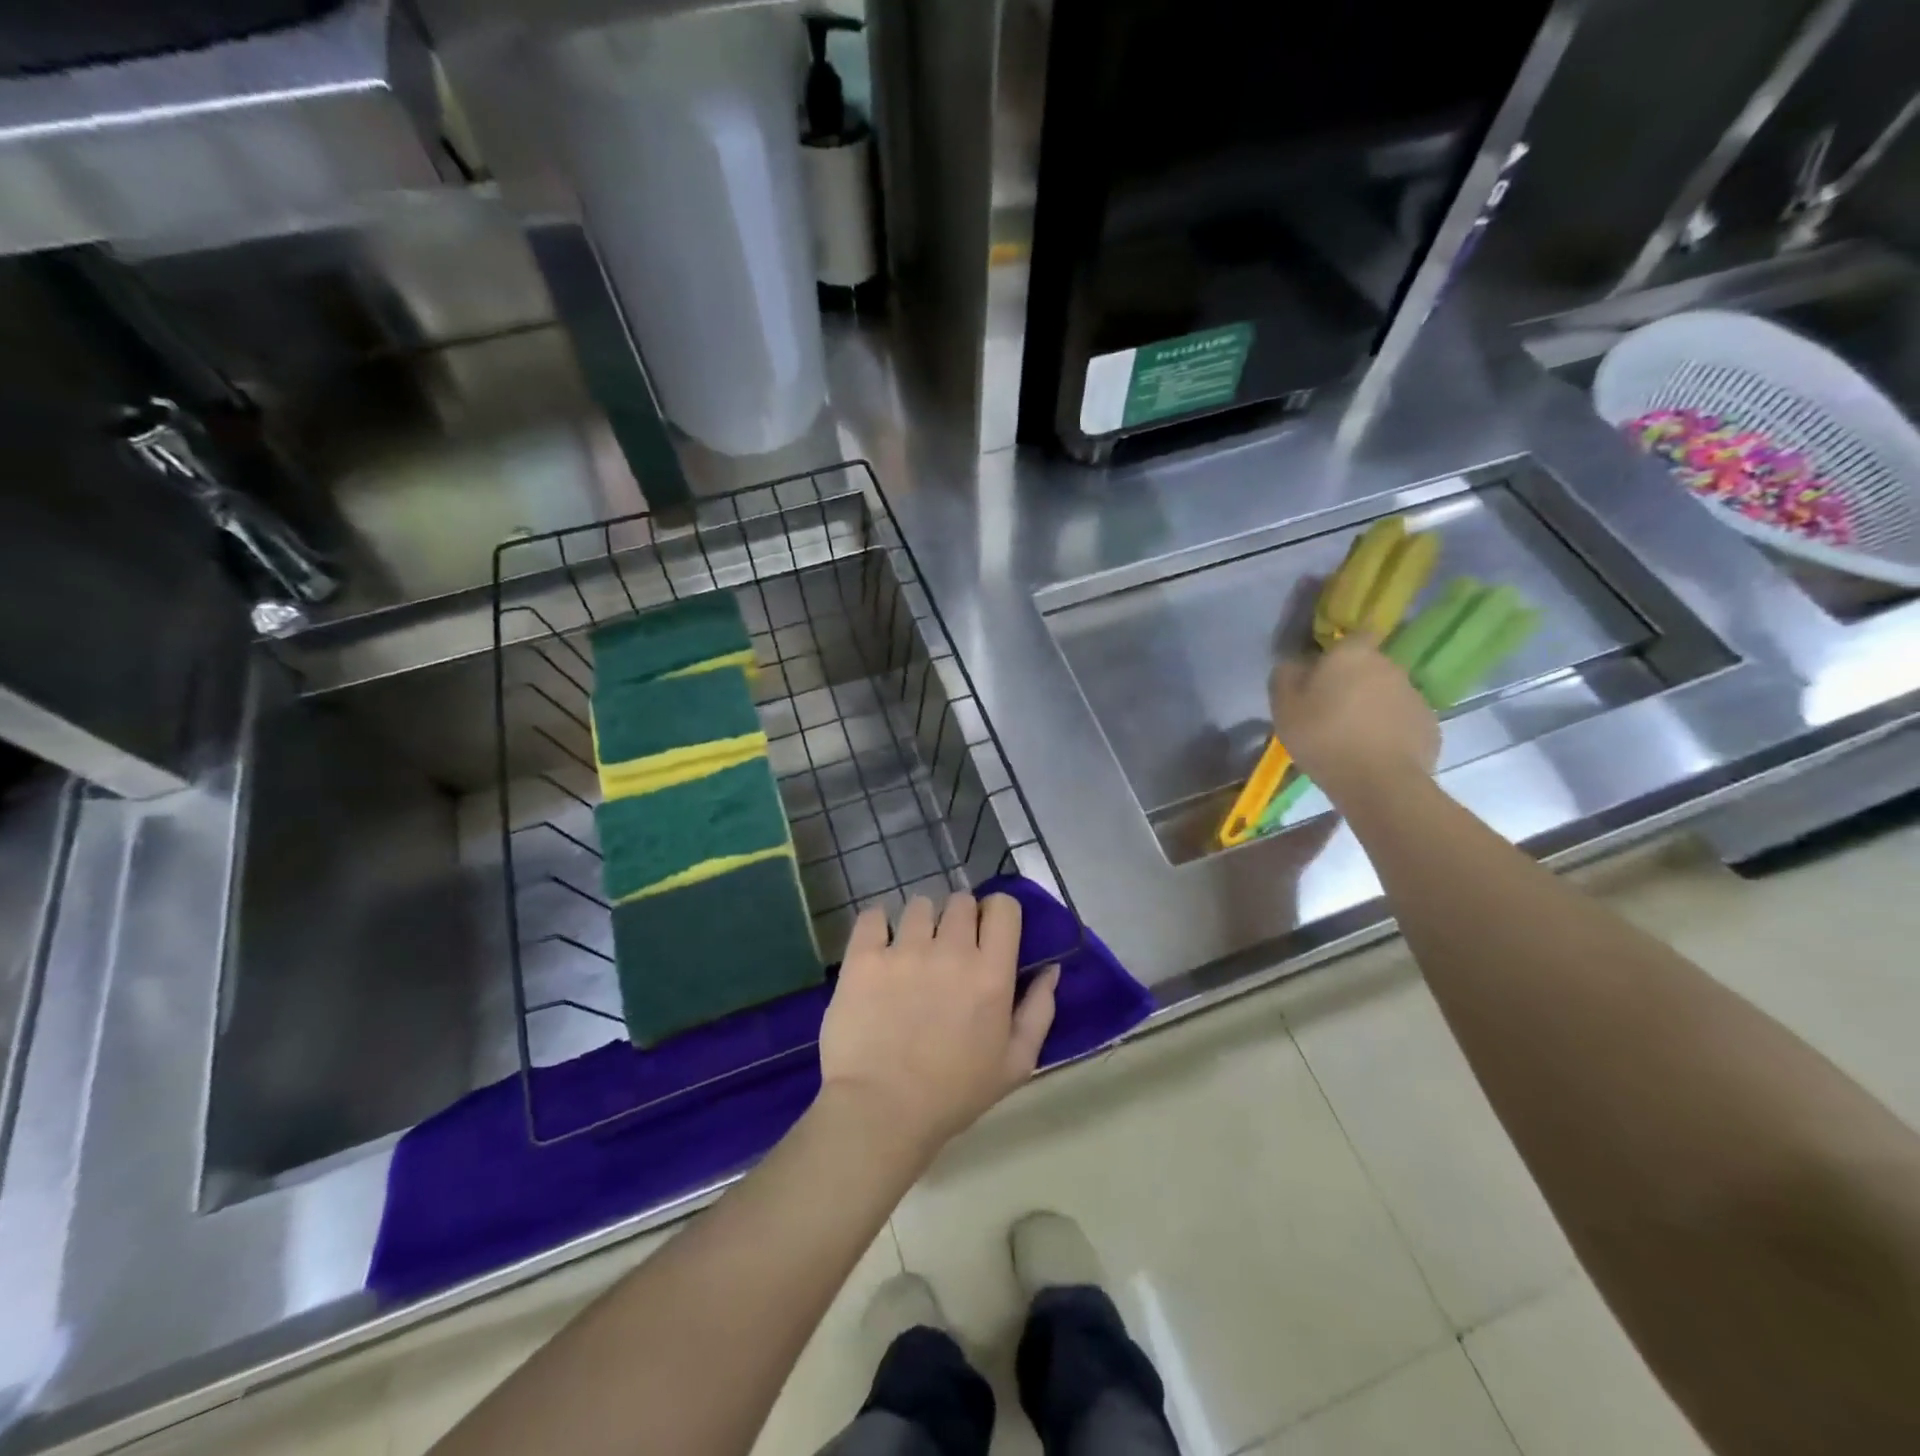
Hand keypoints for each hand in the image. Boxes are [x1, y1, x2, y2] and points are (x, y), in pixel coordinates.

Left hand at [818, 893, 1058, 1156]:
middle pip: (960, 901)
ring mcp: (904, 950)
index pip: (1003, 907)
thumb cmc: (954, 1095)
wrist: (881, 1112)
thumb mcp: (1015, 1064)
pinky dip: (877, 925)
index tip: (985, 934)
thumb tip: (1051, 969)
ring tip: (910, 951)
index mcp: (992, 973)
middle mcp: (951, 951)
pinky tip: (878, 947)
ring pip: (918, 905)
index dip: (995, 914)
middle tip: (946, 949)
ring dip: (920, 922)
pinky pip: (873, 915)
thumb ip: (1039, 1011)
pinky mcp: (864, 957)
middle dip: (958, 918)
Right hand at [1271, 635, 1438, 800]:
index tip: (1324, 671)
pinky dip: (1389, 730)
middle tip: (1330, 709)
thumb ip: (1285, 676)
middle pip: (1369, 666)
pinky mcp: (1429, 725)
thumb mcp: (1284, 707)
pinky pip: (1402, 720)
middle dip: (1353, 681)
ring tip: (1351, 736)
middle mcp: (1389, 666)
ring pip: (1387, 694)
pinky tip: (1372, 753)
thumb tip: (1295, 664)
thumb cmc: (1323, 737)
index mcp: (1353, 655)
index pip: (1353, 636)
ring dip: (1372, 706)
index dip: (1339, 651)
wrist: (1379, 783)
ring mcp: (1414, 695)